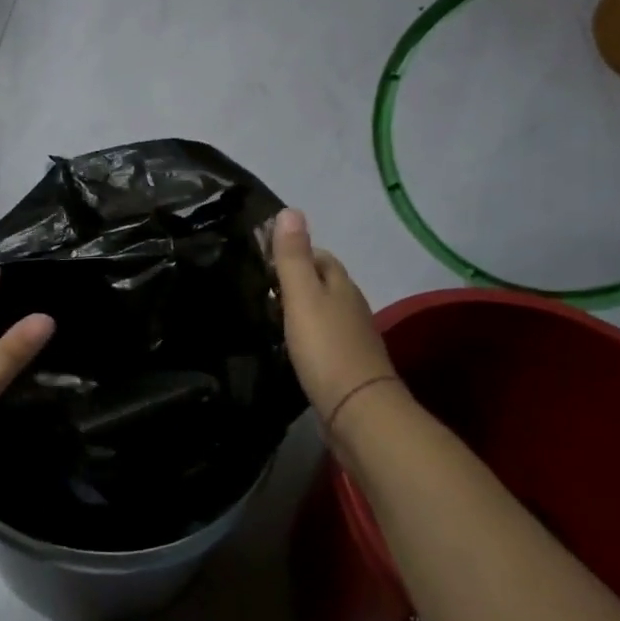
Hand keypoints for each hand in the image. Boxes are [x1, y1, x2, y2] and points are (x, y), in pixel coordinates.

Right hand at [272, 209, 411, 434]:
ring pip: (325, 312)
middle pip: (325, 283)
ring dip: (302, 309)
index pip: (321, 257)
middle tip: (262, 285)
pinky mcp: (347, 366)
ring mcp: (352, 338)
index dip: (296, 251)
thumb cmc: (326, 348)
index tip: (266, 256)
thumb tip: (290, 210)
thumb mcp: (303, 297)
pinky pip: (324, 340)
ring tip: (271, 313)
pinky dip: (308, 335)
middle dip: (298, 279)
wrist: (357, 411)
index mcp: (341, 286)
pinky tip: (291, 345)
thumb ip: (293, 257)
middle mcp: (351, 307)